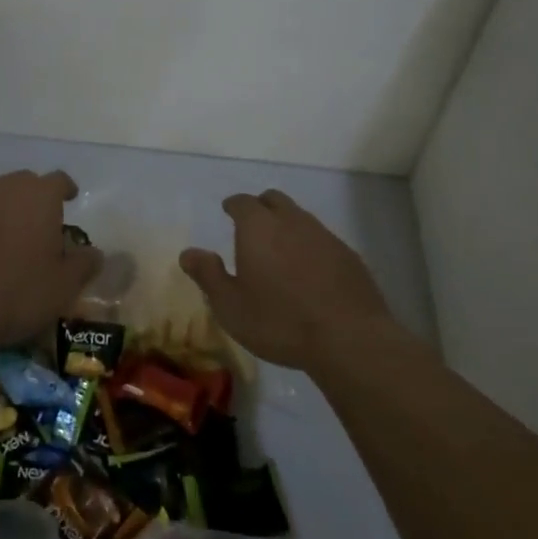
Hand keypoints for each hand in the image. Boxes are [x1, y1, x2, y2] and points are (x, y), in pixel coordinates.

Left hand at [0, 170, 101, 350]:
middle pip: (25, 183)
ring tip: (14, 239)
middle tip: (43, 222)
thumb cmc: (18, 290)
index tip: (71, 198)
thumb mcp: (64, 285)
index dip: (66, 189)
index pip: (58, 180)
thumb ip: (84, 264)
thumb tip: (95, 253)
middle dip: (36, 197)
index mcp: (40, 196)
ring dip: (8, 211)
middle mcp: (5, 190)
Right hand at [179, 190, 393, 369]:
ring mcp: (324, 235)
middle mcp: (292, 221)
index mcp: (258, 227)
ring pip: (301, 217)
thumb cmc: (279, 321)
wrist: (348, 338)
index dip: (234, 205)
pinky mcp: (349, 255)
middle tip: (252, 226)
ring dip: (287, 225)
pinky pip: (322, 239)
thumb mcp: (230, 306)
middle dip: (261, 207)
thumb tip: (188, 252)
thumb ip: (208, 275)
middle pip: (274, 200)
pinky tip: (310, 271)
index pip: (242, 202)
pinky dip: (310, 246)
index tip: (228, 210)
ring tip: (280, 251)